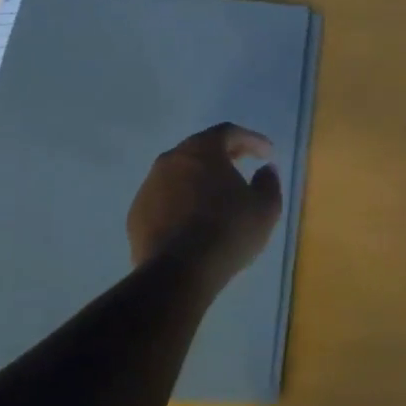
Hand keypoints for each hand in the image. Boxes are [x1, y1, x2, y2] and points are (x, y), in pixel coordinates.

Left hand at [128, 123, 283, 283]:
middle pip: (200, 149)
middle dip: (223, 155)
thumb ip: (268, 181)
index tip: (267, 154)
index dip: (251, 140)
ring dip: (200, 180)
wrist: (178, 272)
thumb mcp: (265, 207)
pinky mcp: (137, 214)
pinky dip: (182, 202)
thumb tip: (265, 169)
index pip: (228, 132)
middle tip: (241, 166)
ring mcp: (149, 187)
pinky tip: (194, 221)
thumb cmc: (228, 231)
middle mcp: (171, 160)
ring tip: (217, 197)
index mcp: (202, 150)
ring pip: (179, 174)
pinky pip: (165, 199)